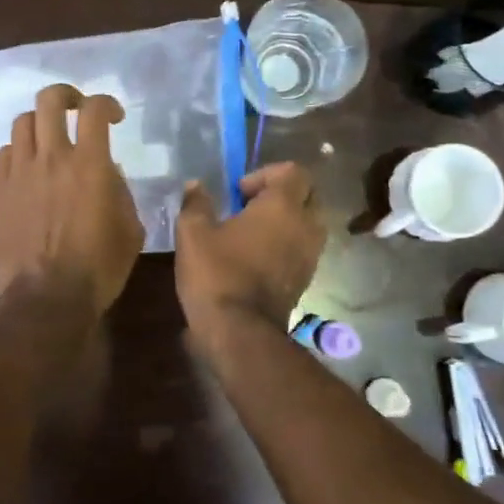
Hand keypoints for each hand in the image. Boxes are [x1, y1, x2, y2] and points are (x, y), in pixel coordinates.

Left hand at [0, 84, 143, 317]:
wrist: (45, 298)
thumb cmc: (98, 268)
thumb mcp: (130, 230)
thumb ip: (121, 192)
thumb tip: (108, 173)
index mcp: (89, 164)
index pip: (95, 110)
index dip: (106, 103)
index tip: (114, 117)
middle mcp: (51, 157)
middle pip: (49, 100)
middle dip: (66, 96)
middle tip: (76, 110)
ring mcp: (20, 172)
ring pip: (23, 122)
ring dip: (40, 123)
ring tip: (49, 139)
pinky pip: (4, 153)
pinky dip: (19, 151)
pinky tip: (28, 167)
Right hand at [175, 161, 324, 338]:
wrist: (239, 332)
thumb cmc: (217, 274)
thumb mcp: (193, 234)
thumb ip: (196, 204)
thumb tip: (195, 186)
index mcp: (282, 206)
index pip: (293, 171)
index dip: (266, 174)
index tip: (238, 193)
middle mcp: (305, 226)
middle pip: (307, 194)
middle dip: (281, 195)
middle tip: (248, 207)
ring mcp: (310, 255)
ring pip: (309, 223)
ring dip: (286, 220)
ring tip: (252, 233)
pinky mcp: (306, 279)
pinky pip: (304, 248)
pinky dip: (287, 244)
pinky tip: (256, 257)